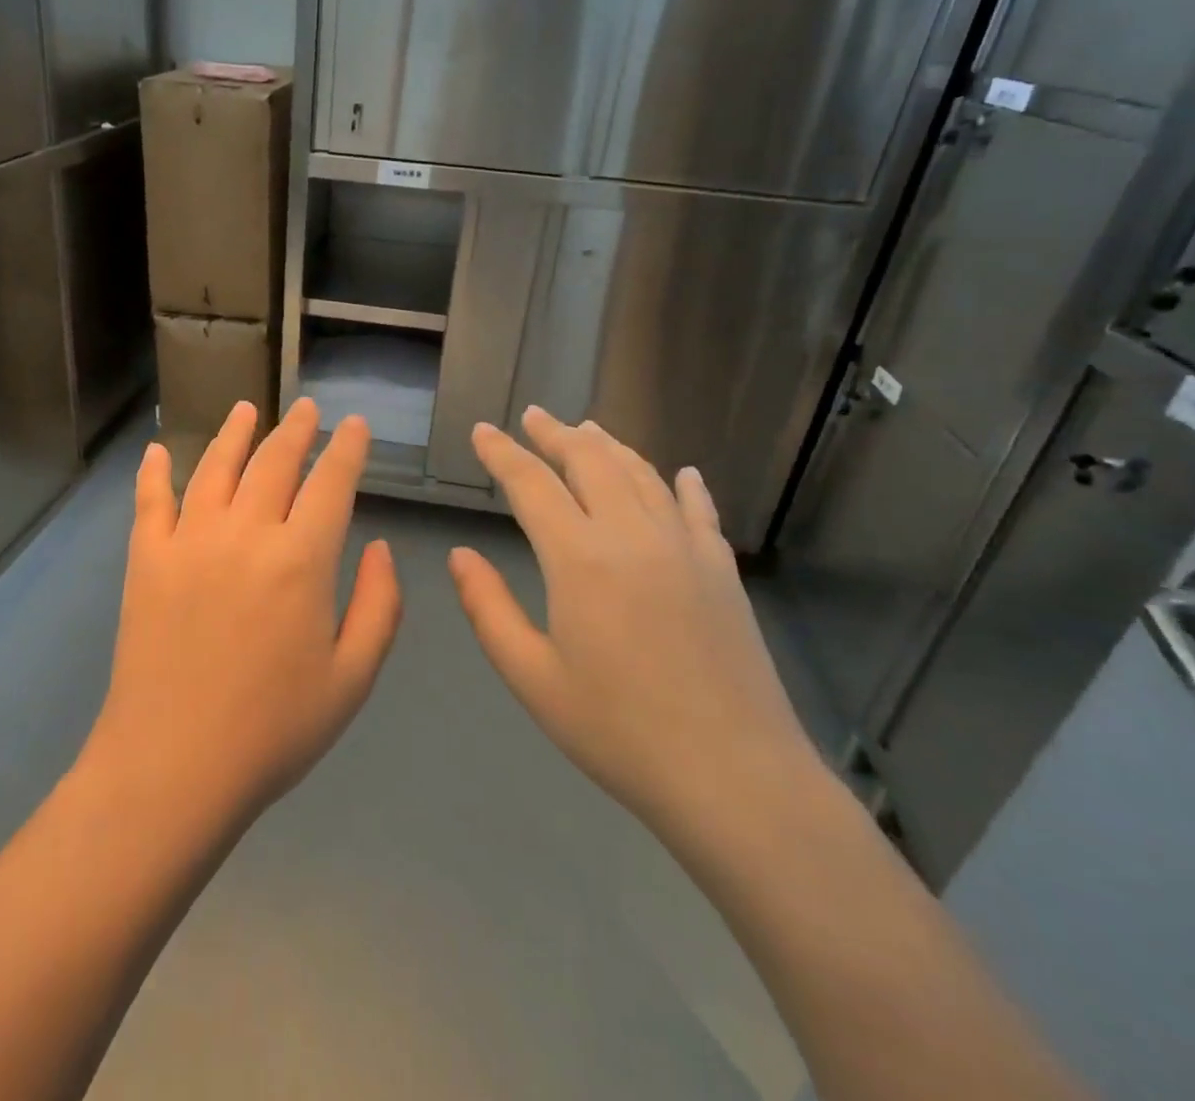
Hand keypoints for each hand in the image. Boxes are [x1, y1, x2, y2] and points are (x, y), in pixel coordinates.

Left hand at [84, 398, 402, 829]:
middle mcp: (245, 533)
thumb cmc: (274, 730)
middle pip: (275, 462)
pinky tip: (158, 451)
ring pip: (215, 467)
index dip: (347, 449)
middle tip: (308, 408)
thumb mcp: (353, 677)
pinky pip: (151, 501)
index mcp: (301, 559)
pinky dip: (154, 472)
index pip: (331, 483)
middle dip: (297, 430)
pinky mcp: (146, 560)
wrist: (173, 767)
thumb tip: (380, 546)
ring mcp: (189, 541)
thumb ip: (380, 605)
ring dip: (235, 433)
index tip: (355, 426)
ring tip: (246, 408)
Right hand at [448, 408, 820, 836]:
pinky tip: (681, 473)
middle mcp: (632, 535)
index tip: (482, 430)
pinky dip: (683, 485)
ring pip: (642, 474)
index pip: (532, 485)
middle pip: (590, 462)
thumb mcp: (532, 677)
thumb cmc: (619, 731)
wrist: (735, 778)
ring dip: (609, 446)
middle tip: (532, 416)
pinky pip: (698, 510)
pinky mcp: (722, 571)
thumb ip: (488, 608)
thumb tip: (459, 554)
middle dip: (555, 434)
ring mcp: (685, 548)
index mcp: (579, 558)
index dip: (502, 453)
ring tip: (586, 429)